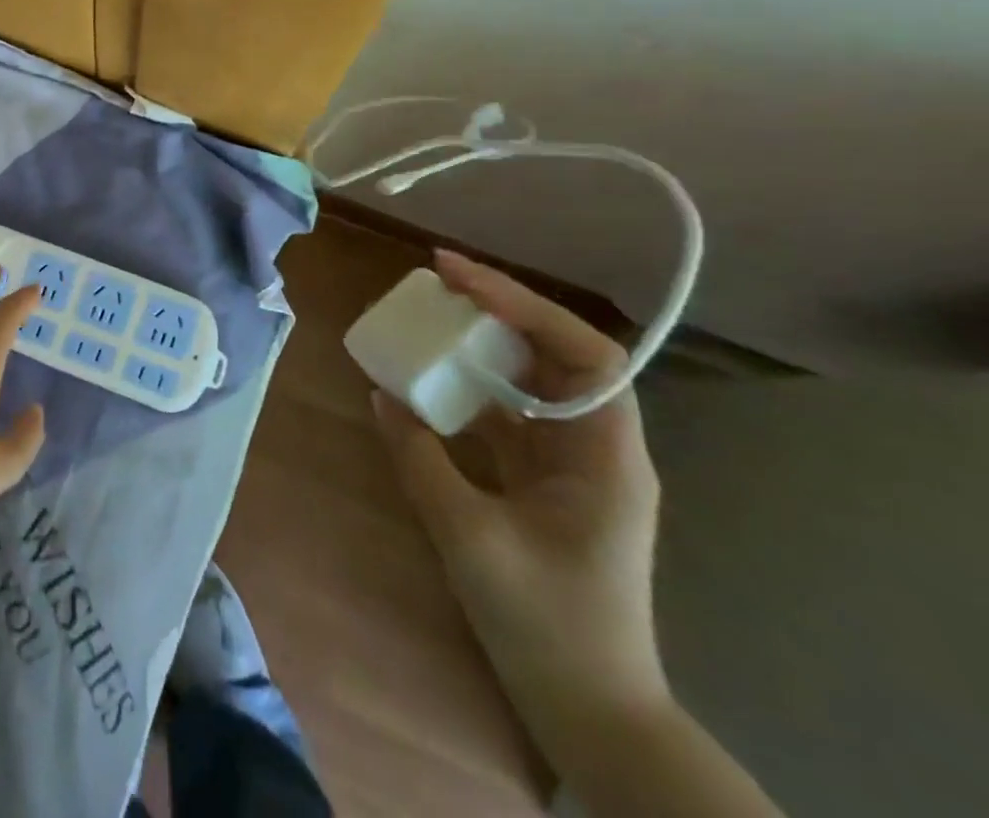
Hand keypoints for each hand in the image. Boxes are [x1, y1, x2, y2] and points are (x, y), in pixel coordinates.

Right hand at [372, 250, 670, 757]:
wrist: (590, 710)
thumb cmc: (545, 624)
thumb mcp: (469, 537)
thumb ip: (420, 459)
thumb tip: (382, 396)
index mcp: (605, 456)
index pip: (584, 353)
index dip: (524, 305)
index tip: (459, 278)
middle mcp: (596, 447)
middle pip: (558, 354)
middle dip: (500, 309)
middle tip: (436, 281)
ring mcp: (572, 464)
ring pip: (532, 380)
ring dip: (483, 343)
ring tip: (430, 315)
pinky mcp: (545, 481)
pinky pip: (509, 413)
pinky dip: (471, 386)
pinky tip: (432, 378)